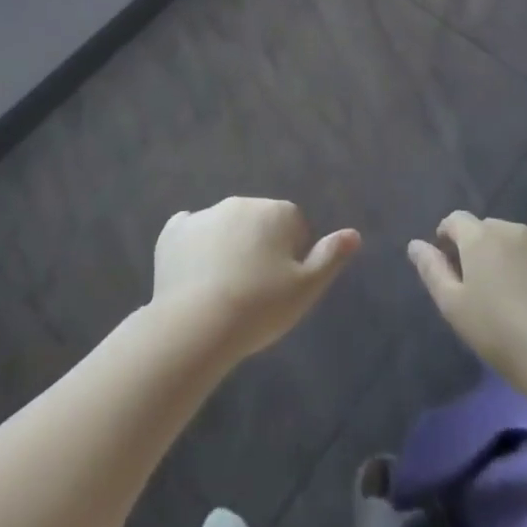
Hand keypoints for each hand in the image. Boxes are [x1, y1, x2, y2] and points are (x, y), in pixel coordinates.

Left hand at [151, 198, 360, 364]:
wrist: (197, 324)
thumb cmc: (260, 307)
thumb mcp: (306, 289)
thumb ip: (330, 257)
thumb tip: (353, 234)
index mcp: (276, 212)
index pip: (293, 225)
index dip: (291, 256)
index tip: (281, 286)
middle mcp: (241, 203)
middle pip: (258, 222)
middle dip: (259, 247)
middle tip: (254, 290)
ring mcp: (204, 214)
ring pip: (224, 227)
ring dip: (227, 246)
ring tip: (222, 291)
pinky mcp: (173, 231)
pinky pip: (189, 232)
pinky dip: (193, 247)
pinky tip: (193, 275)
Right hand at [408, 212, 526, 392]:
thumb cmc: (499, 333)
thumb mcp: (453, 306)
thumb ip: (432, 270)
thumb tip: (415, 244)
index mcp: (480, 237)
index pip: (456, 220)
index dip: (449, 236)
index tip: (450, 261)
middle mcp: (514, 229)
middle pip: (490, 230)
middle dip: (482, 248)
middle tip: (484, 285)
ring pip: (522, 242)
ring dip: (514, 258)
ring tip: (517, 295)